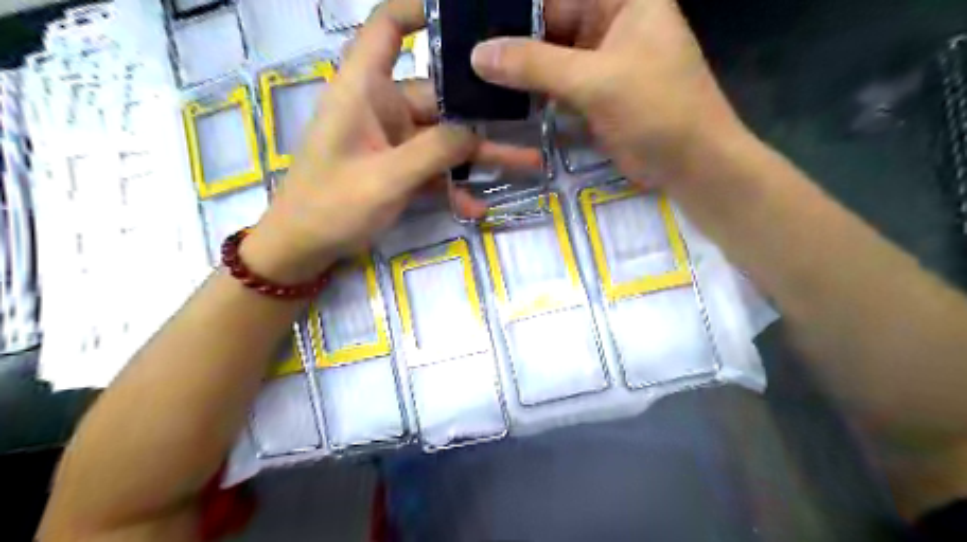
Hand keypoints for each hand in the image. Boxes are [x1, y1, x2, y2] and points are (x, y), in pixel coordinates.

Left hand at [245, 11, 541, 285]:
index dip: (422, 11)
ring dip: (481, 153)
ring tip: (526, 164)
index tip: (469, 20)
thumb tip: (475, 131)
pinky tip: (478, 206)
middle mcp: (381, 106)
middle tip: (528, 121)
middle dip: (482, 113)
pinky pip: (435, 168)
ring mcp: (392, 140)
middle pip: (438, 95)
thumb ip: (434, 151)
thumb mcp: (386, 178)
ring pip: (444, 137)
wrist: (304, 248)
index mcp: (364, 89)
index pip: (388, 27)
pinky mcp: (399, 168)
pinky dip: (455, 185)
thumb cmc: (331, 205)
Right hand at [468, 0, 744, 188]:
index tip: (474, 22)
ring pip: (550, 57)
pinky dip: (533, 93)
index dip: (517, 9)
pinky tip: (500, 98)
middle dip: (513, 40)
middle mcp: (610, 22)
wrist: (691, 164)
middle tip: (465, 54)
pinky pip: (556, 85)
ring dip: (519, 69)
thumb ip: (536, 64)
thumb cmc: (657, 109)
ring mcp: (600, 61)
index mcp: (622, 0)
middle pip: (550, 23)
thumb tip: (479, 54)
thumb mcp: (596, 80)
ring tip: (474, 76)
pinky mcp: (594, 94)